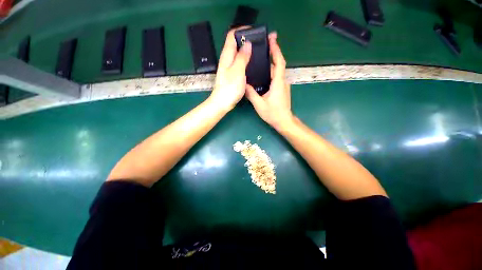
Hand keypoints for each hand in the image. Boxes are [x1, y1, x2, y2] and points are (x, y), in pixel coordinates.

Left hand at [209, 29, 251, 111]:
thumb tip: (247, 44)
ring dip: (246, 50)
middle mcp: (227, 59)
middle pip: (235, 44)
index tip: (254, 31)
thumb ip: (242, 57)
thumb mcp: (237, 71)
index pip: (231, 35)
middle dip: (246, 40)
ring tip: (257, 51)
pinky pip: (239, 63)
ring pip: (238, 54)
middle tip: (259, 42)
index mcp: (227, 56)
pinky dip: (245, 60)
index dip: (241, 30)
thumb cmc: (229, 88)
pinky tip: (252, 64)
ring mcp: (229, 67)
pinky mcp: (232, 74)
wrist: (223, 102)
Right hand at [245, 32, 293, 129]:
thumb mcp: (259, 104)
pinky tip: (262, 75)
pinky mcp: (282, 90)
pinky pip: (276, 78)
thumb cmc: (273, 113)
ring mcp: (283, 86)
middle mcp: (282, 82)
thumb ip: (251, 94)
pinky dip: (270, 73)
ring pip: (277, 72)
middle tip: (263, 45)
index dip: (276, 50)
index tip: (272, 40)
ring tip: (260, 59)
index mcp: (278, 83)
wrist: (284, 121)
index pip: (279, 62)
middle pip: (278, 65)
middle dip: (272, 54)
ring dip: (270, 64)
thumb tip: (244, 85)